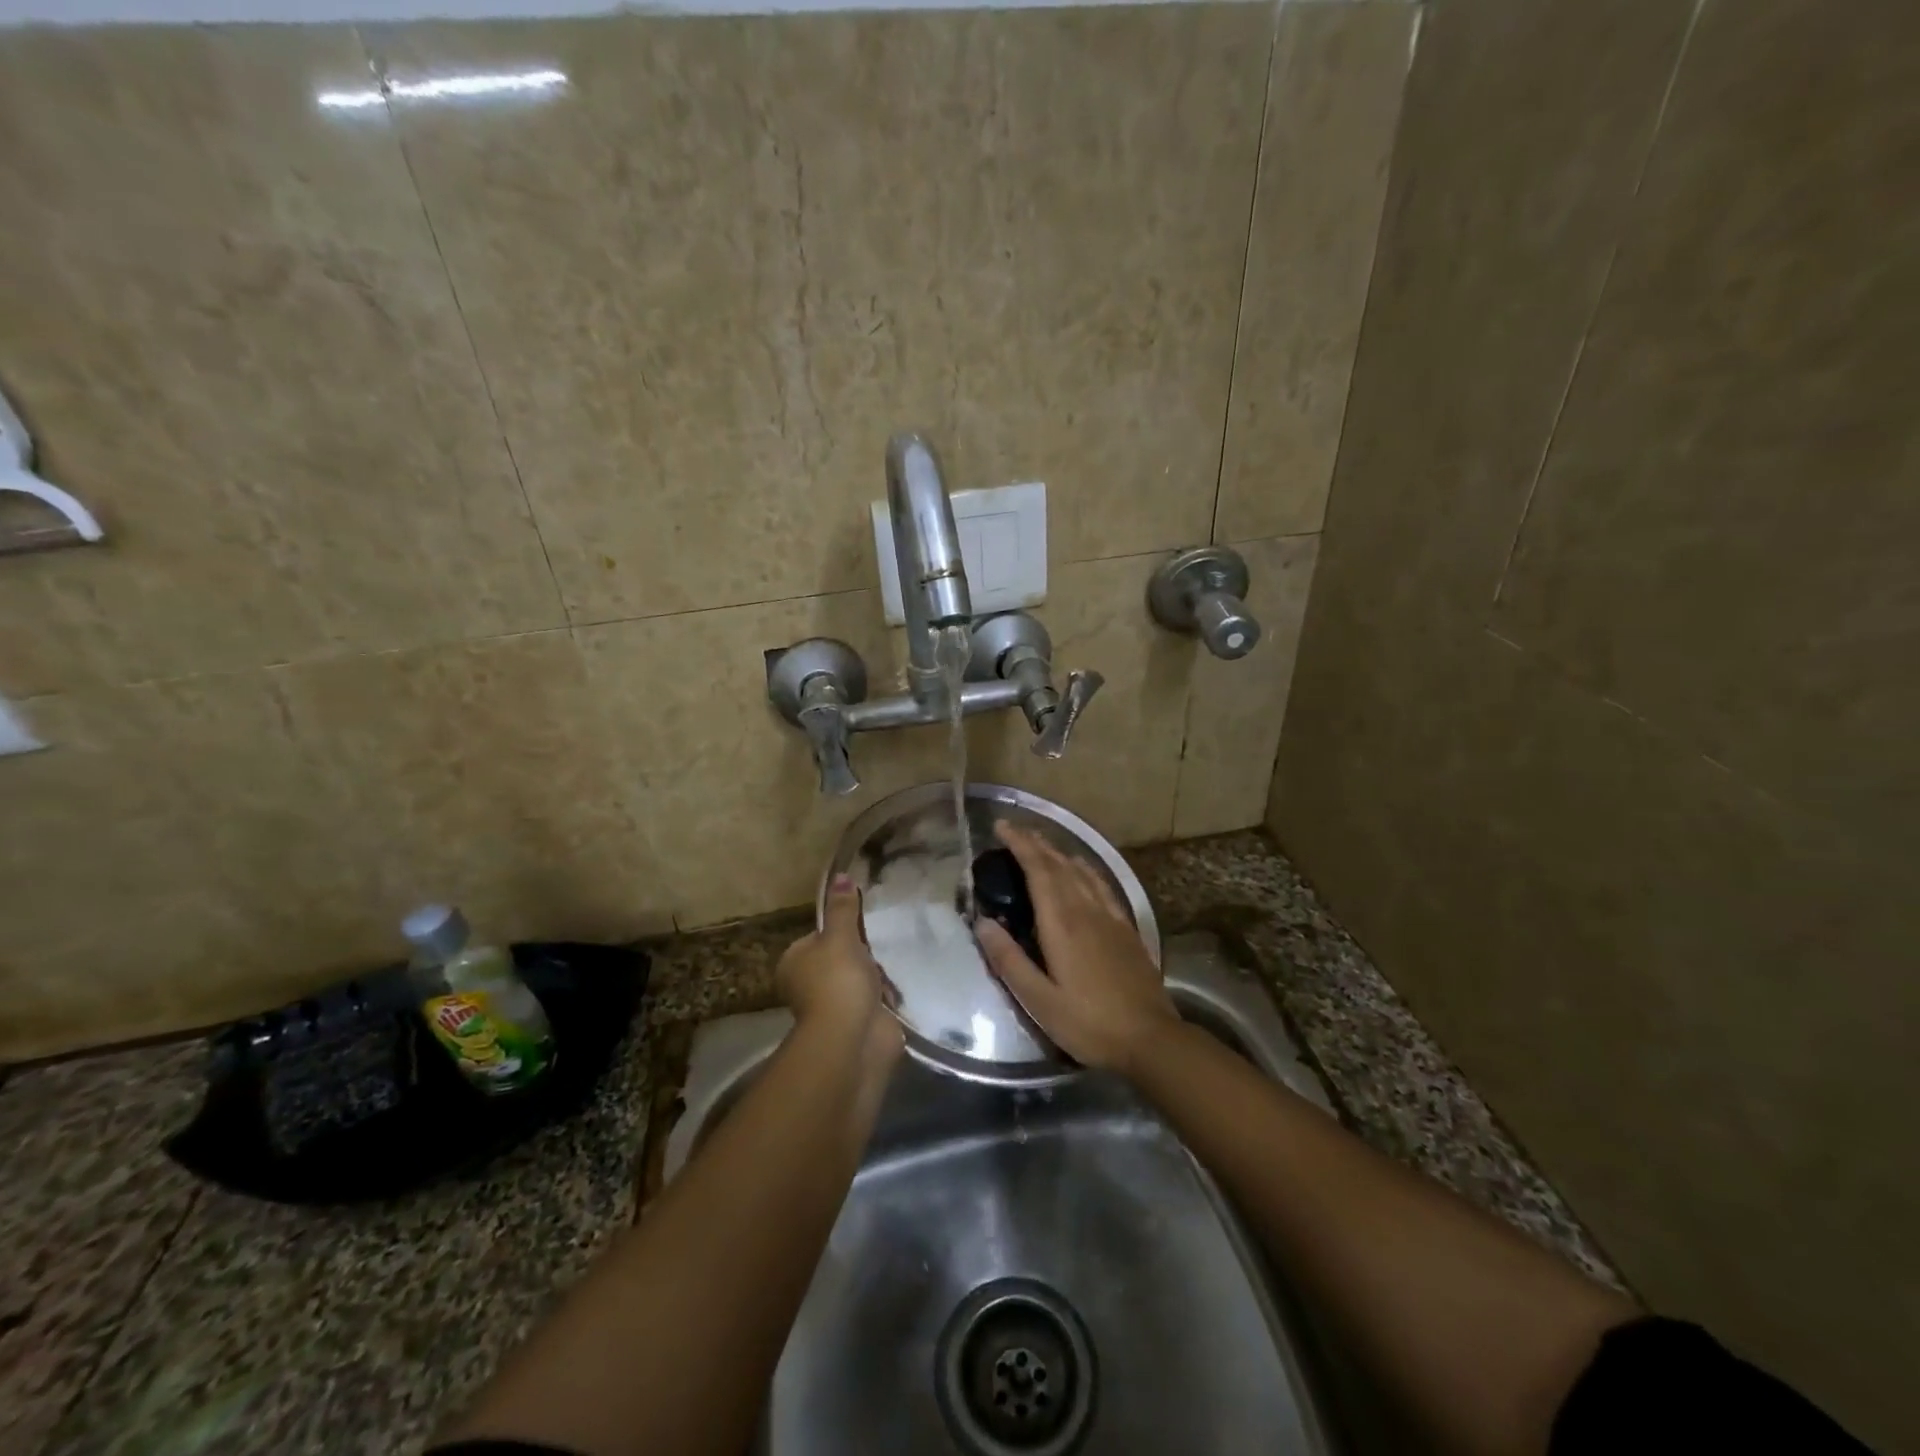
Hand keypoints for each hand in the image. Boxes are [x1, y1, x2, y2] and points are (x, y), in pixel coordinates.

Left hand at [776, 876, 903, 1066]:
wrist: (854, 1039)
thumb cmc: (838, 981)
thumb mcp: (841, 936)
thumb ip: (843, 908)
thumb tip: (840, 875)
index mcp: (794, 962)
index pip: (818, 936)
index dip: (841, 928)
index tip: (865, 921)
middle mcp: (808, 985)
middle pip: (840, 958)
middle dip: (862, 952)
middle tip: (887, 936)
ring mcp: (834, 1006)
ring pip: (859, 979)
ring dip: (877, 973)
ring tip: (899, 954)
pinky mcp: (858, 1022)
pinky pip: (875, 1000)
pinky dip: (888, 994)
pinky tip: (904, 981)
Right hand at [975, 823, 1177, 1074]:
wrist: (1151, 1039)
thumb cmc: (1089, 1023)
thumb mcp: (1039, 1000)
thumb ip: (1009, 960)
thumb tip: (982, 922)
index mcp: (1062, 924)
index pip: (1038, 871)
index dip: (1020, 845)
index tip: (1001, 827)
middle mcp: (1086, 910)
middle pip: (1058, 865)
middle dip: (1035, 842)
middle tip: (1013, 829)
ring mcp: (1110, 917)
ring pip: (1081, 871)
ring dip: (1058, 852)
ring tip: (1040, 842)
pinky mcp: (1126, 929)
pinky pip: (1102, 885)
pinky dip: (1086, 869)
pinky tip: (1082, 868)